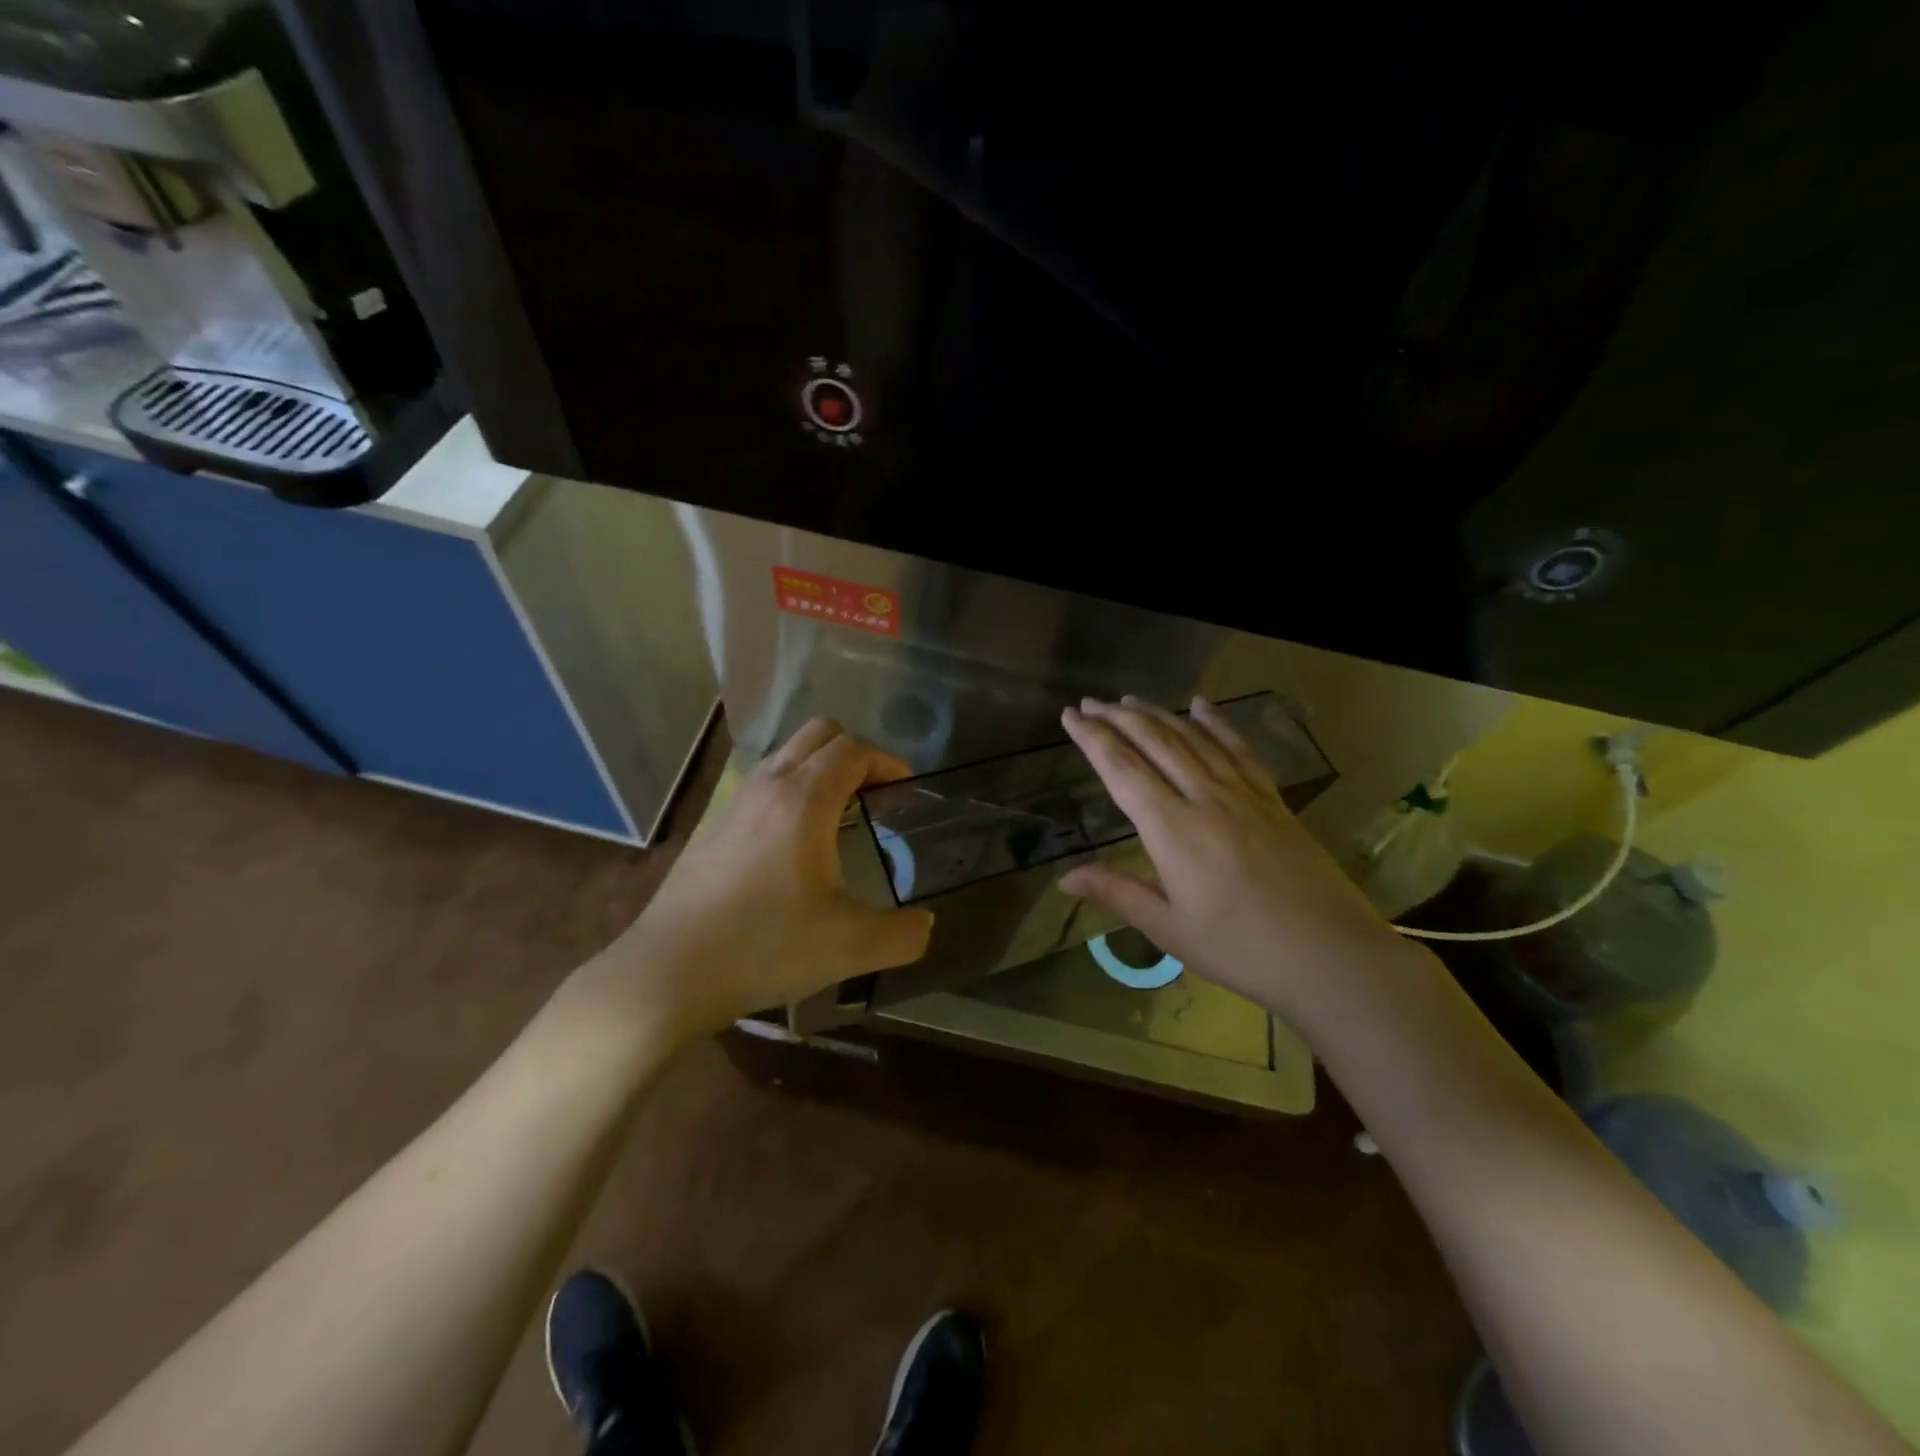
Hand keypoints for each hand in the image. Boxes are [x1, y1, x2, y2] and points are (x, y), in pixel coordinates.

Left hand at [591, 719, 934, 1041]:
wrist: (669, 972)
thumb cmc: (764, 948)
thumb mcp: (848, 948)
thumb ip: (901, 936)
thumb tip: (925, 925)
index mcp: (804, 800)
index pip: (853, 749)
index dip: (887, 761)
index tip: (905, 790)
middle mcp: (768, 786)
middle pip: (819, 733)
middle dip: (856, 753)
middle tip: (876, 795)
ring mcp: (735, 802)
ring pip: (786, 754)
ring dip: (820, 768)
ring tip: (840, 815)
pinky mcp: (714, 824)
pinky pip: (763, 781)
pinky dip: (791, 788)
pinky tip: (795, 843)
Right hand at [1059, 696, 1423, 1027]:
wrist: (1331, 955)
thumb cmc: (1240, 948)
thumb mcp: (1169, 928)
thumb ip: (1117, 892)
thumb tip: (1065, 877)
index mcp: (1172, 828)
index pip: (1121, 769)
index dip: (1092, 739)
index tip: (1069, 716)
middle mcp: (1204, 797)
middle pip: (1154, 742)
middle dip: (1117, 718)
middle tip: (1089, 702)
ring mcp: (1243, 793)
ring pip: (1192, 738)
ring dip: (1157, 714)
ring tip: (1129, 700)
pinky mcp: (1272, 799)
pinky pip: (1238, 748)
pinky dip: (1216, 722)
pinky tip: (1201, 705)